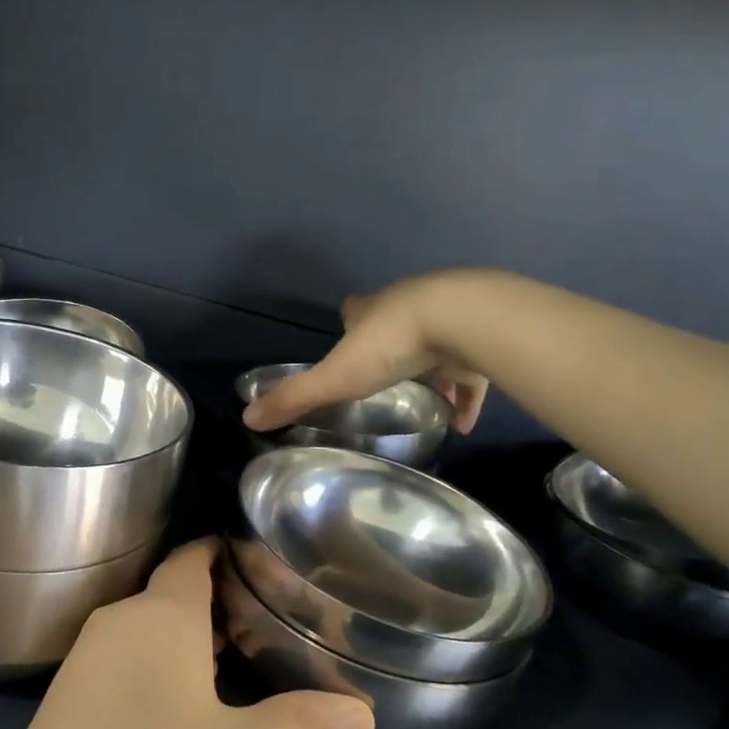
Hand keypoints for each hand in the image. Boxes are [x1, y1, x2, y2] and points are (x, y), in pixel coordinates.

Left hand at [0, 539, 373, 728]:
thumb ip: (298, 723)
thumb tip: (364, 712)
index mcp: (159, 614)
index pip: (191, 557)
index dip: (222, 551)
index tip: (259, 559)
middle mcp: (117, 620)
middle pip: (170, 592)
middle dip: (214, 602)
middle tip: (264, 621)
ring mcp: (84, 656)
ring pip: (144, 627)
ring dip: (184, 637)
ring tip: (233, 661)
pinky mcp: (64, 693)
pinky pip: (119, 656)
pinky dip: (153, 663)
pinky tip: (176, 704)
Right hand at [243, 269, 491, 433]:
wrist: (463, 320)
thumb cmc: (391, 344)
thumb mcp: (335, 377)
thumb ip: (295, 398)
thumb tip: (248, 418)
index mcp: (371, 311)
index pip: (355, 309)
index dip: (351, 320)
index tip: (348, 333)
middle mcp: (408, 306)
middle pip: (397, 322)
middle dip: (391, 343)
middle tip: (385, 375)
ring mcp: (449, 318)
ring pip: (438, 343)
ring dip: (433, 371)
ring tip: (428, 404)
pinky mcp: (480, 337)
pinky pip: (472, 372)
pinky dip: (467, 396)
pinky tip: (463, 422)